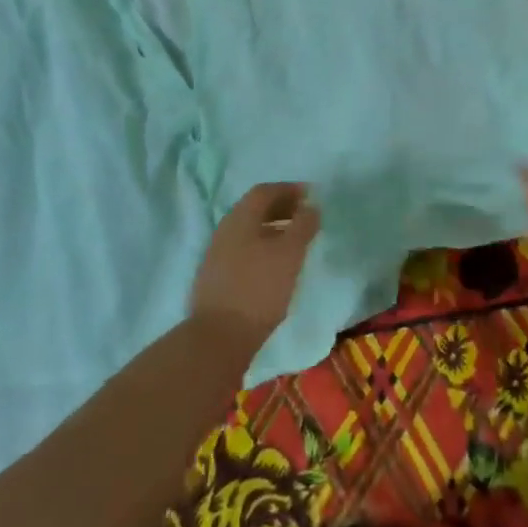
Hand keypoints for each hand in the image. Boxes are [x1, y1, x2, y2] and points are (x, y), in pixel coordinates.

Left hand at [189, 182, 320, 351]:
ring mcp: (216, 253)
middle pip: (254, 208)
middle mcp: (225, 229)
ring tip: (294, 241)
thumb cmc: (259, 288)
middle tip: (305, 216)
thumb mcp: (290, 254)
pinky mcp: (215, 276)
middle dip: (281, 207)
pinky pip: (242, 249)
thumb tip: (311, 206)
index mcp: (240, 217)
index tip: (310, 196)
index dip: (289, 190)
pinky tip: (274, 265)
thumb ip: (303, 225)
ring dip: (272, 228)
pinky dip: (262, 246)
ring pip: (248, 230)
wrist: (219, 336)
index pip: (264, 191)